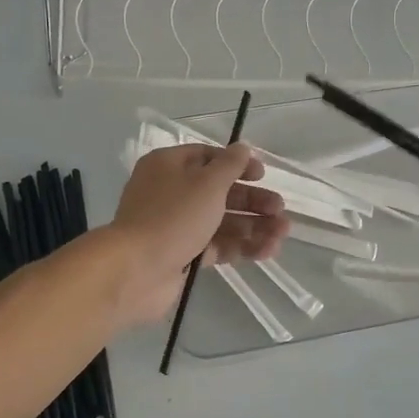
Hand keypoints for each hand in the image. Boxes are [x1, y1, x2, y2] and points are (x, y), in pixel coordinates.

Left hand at [107, 143, 288, 325]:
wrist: (136, 270)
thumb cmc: (173, 216)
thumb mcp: (207, 183)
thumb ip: (230, 165)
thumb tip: (243, 147)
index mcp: (169, 166)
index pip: (208, 157)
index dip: (238, 165)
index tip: (263, 175)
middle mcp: (171, 193)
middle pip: (219, 192)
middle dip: (252, 201)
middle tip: (280, 210)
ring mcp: (175, 226)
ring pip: (220, 221)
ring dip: (253, 226)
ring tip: (282, 234)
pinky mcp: (182, 255)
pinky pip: (216, 246)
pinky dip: (241, 247)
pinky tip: (267, 251)